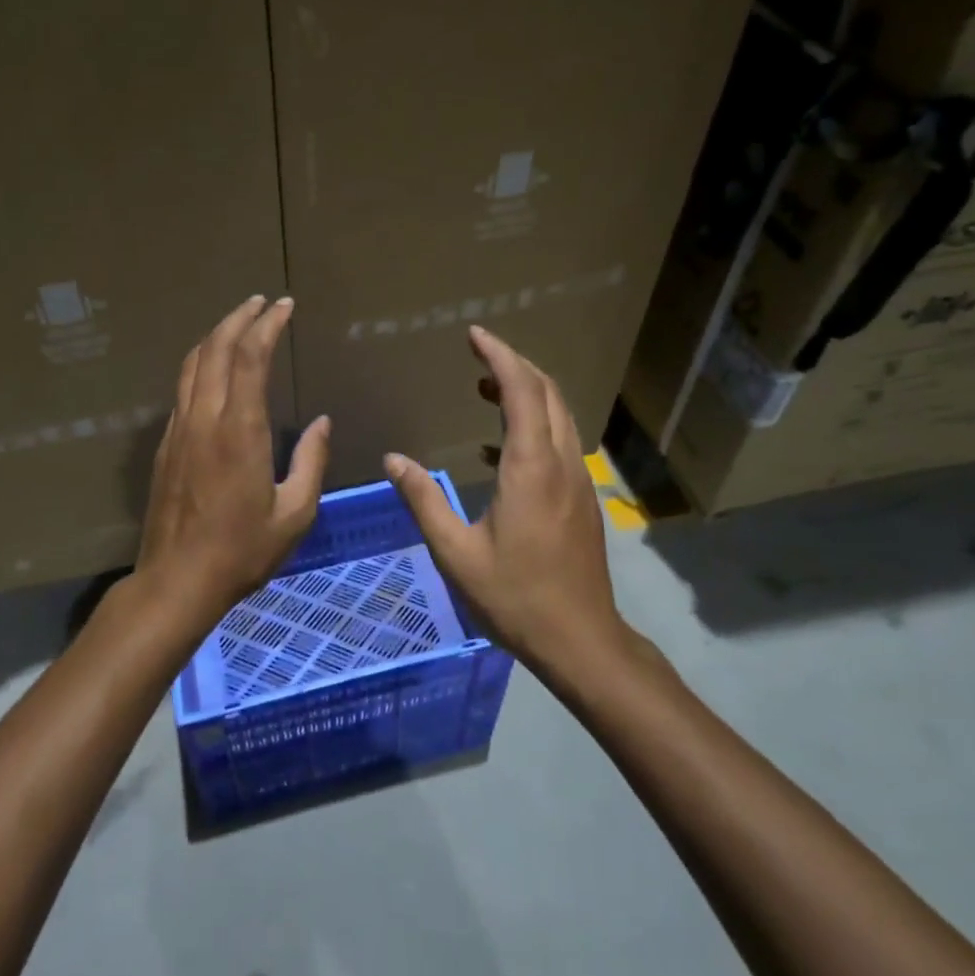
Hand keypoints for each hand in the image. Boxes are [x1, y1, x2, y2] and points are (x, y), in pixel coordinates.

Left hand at [136, 296, 330, 631]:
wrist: (176, 581)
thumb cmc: (242, 552)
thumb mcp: (295, 513)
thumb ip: (311, 461)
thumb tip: (321, 423)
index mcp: (240, 430)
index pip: (250, 358)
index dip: (267, 325)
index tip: (284, 306)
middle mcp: (204, 419)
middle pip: (215, 349)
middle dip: (239, 318)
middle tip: (261, 302)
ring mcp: (178, 430)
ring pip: (192, 365)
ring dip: (215, 336)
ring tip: (237, 323)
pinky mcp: (165, 445)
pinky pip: (182, 389)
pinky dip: (200, 365)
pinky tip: (213, 370)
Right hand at [383, 325, 626, 673]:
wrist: (580, 639)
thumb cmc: (514, 596)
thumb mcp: (456, 552)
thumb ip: (424, 500)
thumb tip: (393, 460)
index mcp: (531, 468)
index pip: (522, 391)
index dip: (499, 356)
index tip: (475, 335)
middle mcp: (561, 463)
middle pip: (547, 393)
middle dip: (515, 364)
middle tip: (479, 353)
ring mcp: (577, 480)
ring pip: (559, 415)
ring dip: (528, 391)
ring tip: (486, 386)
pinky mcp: (581, 498)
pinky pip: (560, 440)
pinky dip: (534, 422)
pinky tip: (499, 446)